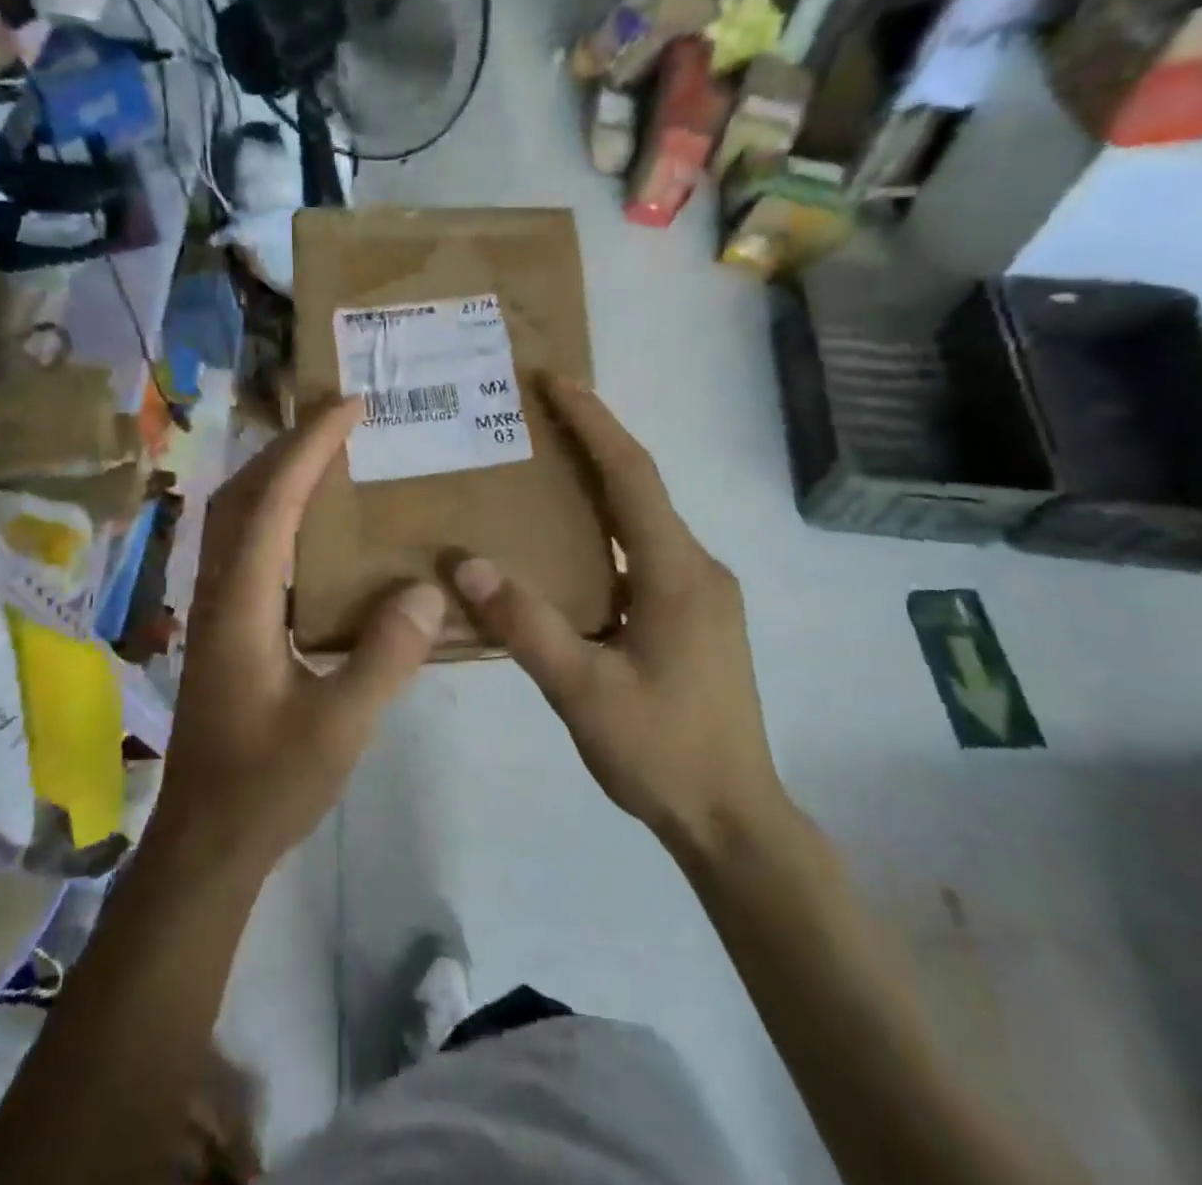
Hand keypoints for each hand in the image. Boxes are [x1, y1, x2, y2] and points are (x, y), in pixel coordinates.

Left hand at [152, 399, 444, 873]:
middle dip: (287, 445)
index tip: (347, 406)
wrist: (205, 843)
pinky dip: (274, 513)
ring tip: (327, 453)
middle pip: (240, 495)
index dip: (308, 447)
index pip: (272, 504)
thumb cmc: (268, 786)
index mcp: (240, 606)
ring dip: (276, 474)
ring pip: (235, 518)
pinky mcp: (223, 628)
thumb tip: (426, 589)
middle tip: (339, 417)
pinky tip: (310, 526)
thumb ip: (385, 657)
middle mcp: (218, 593)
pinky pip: (245, 546)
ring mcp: (214, 609)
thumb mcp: (340, 728)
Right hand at [450, 378, 784, 852]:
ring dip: (601, 485)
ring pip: (645, 520)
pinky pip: (647, 551)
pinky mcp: (697, 616)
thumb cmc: (662, 753)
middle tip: (537, 416)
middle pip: (641, 487)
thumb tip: (465, 564)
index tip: (555, 381)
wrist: (735, 820)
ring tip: (545, 468)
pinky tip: (571, 546)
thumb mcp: (583, 692)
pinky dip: (609, 528)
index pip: (632, 476)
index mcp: (676, 573)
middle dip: (594, 442)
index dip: (594, 422)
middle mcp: (698, 568)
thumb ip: (525, 625)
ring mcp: (703, 593)